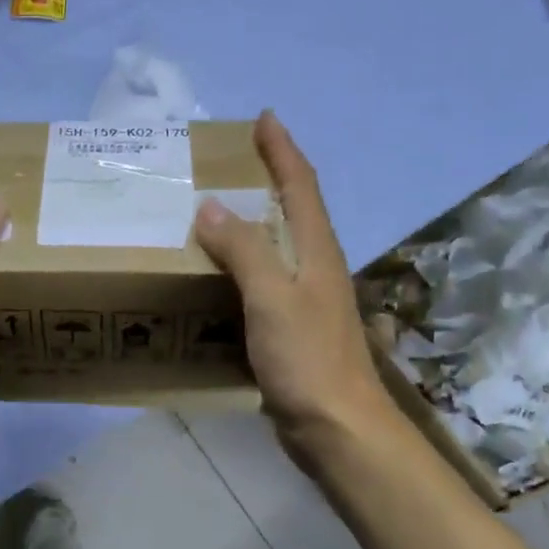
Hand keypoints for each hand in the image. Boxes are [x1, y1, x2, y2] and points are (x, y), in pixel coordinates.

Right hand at [194, 112, 395, 468]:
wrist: (338, 429)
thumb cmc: (307, 359)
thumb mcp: (271, 298)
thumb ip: (243, 250)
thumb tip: (209, 206)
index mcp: (315, 251)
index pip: (300, 185)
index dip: (283, 150)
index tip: (264, 118)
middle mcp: (314, 267)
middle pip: (293, 209)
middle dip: (267, 178)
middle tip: (228, 162)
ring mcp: (306, 300)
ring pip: (277, 246)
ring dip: (251, 222)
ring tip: (212, 211)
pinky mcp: (292, 329)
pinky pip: (263, 281)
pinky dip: (241, 265)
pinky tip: (216, 275)